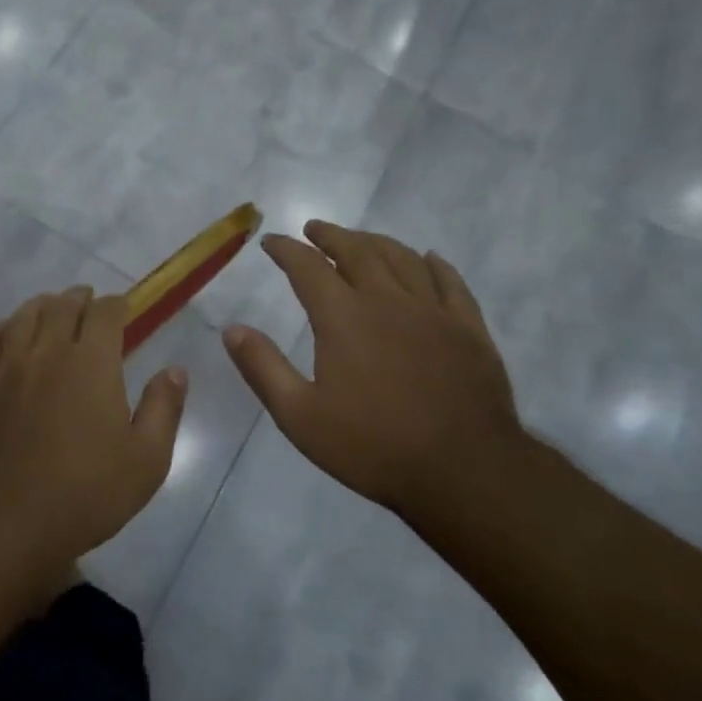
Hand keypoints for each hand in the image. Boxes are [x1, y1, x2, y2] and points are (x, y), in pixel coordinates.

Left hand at [0, 287, 187, 574]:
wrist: (8, 519)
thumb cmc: (87, 492)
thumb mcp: (146, 459)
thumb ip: (163, 408)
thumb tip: (175, 370)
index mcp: (92, 362)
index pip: (105, 312)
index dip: (115, 304)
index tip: (122, 308)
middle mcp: (48, 351)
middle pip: (62, 306)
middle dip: (79, 298)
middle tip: (87, 302)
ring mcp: (8, 367)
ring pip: (23, 316)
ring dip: (42, 305)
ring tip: (51, 307)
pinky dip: (1, 328)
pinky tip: (7, 332)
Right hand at [222, 221, 525, 524]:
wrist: (464, 471)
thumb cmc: (373, 446)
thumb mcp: (300, 416)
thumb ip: (263, 368)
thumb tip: (232, 329)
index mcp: (343, 317)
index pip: (308, 268)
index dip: (287, 250)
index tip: (272, 241)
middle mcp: (387, 300)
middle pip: (357, 251)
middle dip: (331, 236)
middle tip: (314, 229)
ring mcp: (433, 311)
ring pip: (402, 258)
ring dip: (375, 242)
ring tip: (360, 239)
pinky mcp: (469, 328)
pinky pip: (450, 282)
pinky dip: (433, 264)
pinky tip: (427, 259)